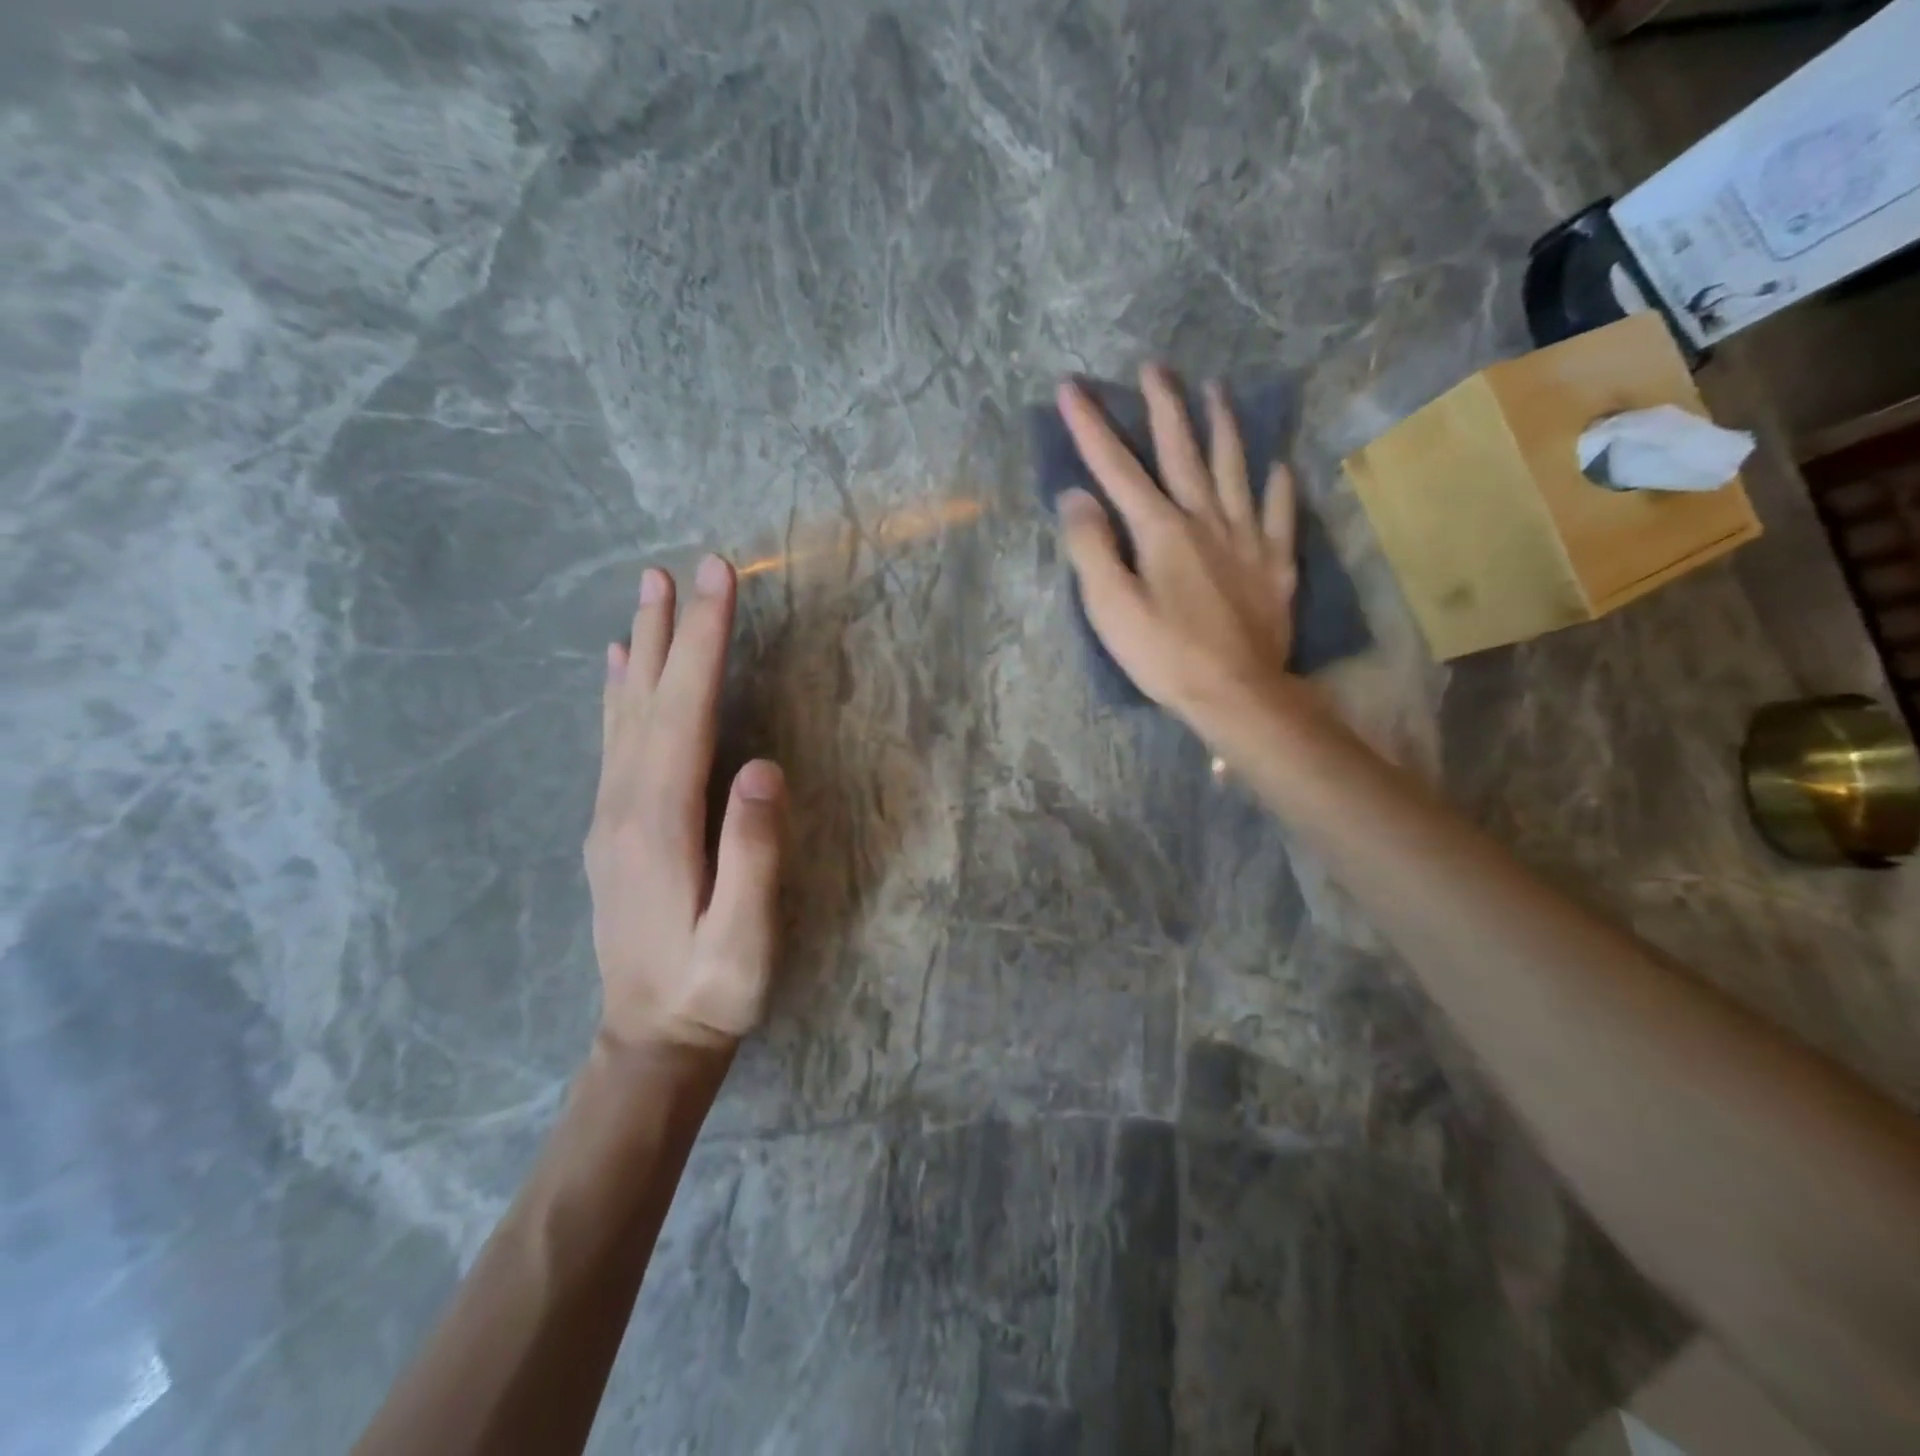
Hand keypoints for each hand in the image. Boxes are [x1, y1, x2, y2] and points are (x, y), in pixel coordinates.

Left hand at [586, 555, 785, 1053]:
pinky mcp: (611, 826)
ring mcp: (610, 814)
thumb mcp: (744, 936)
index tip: (715, 581)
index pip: (684, 711)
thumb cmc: (712, 990)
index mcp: (659, 821)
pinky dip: (618, 694)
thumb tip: (761, 767)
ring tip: (646, 597)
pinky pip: (613, 741)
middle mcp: (623, 804)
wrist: (650, 1037)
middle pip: (648, 699)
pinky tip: (620, 670)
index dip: (703, 644)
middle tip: (677, 568)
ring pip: (623, 714)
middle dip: (672, 630)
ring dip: (641, 650)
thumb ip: (752, 853)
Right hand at [1055, 365, 1303, 742]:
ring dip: (1224, 428)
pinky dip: (1280, 488)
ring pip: (1235, 470)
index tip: (1072, 387)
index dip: (1092, 427)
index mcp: (1160, 530)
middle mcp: (1206, 520)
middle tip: (1156, 368)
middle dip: (1165, 408)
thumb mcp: (1111, 607)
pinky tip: (1281, 466)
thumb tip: (1076, 495)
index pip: (1118, 469)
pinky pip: (1280, 516)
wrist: (1236, 693)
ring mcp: (1246, 540)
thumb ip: (1091, 547)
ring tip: (1219, 391)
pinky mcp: (1274, 566)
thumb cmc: (1164, 654)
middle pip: (1183, 452)